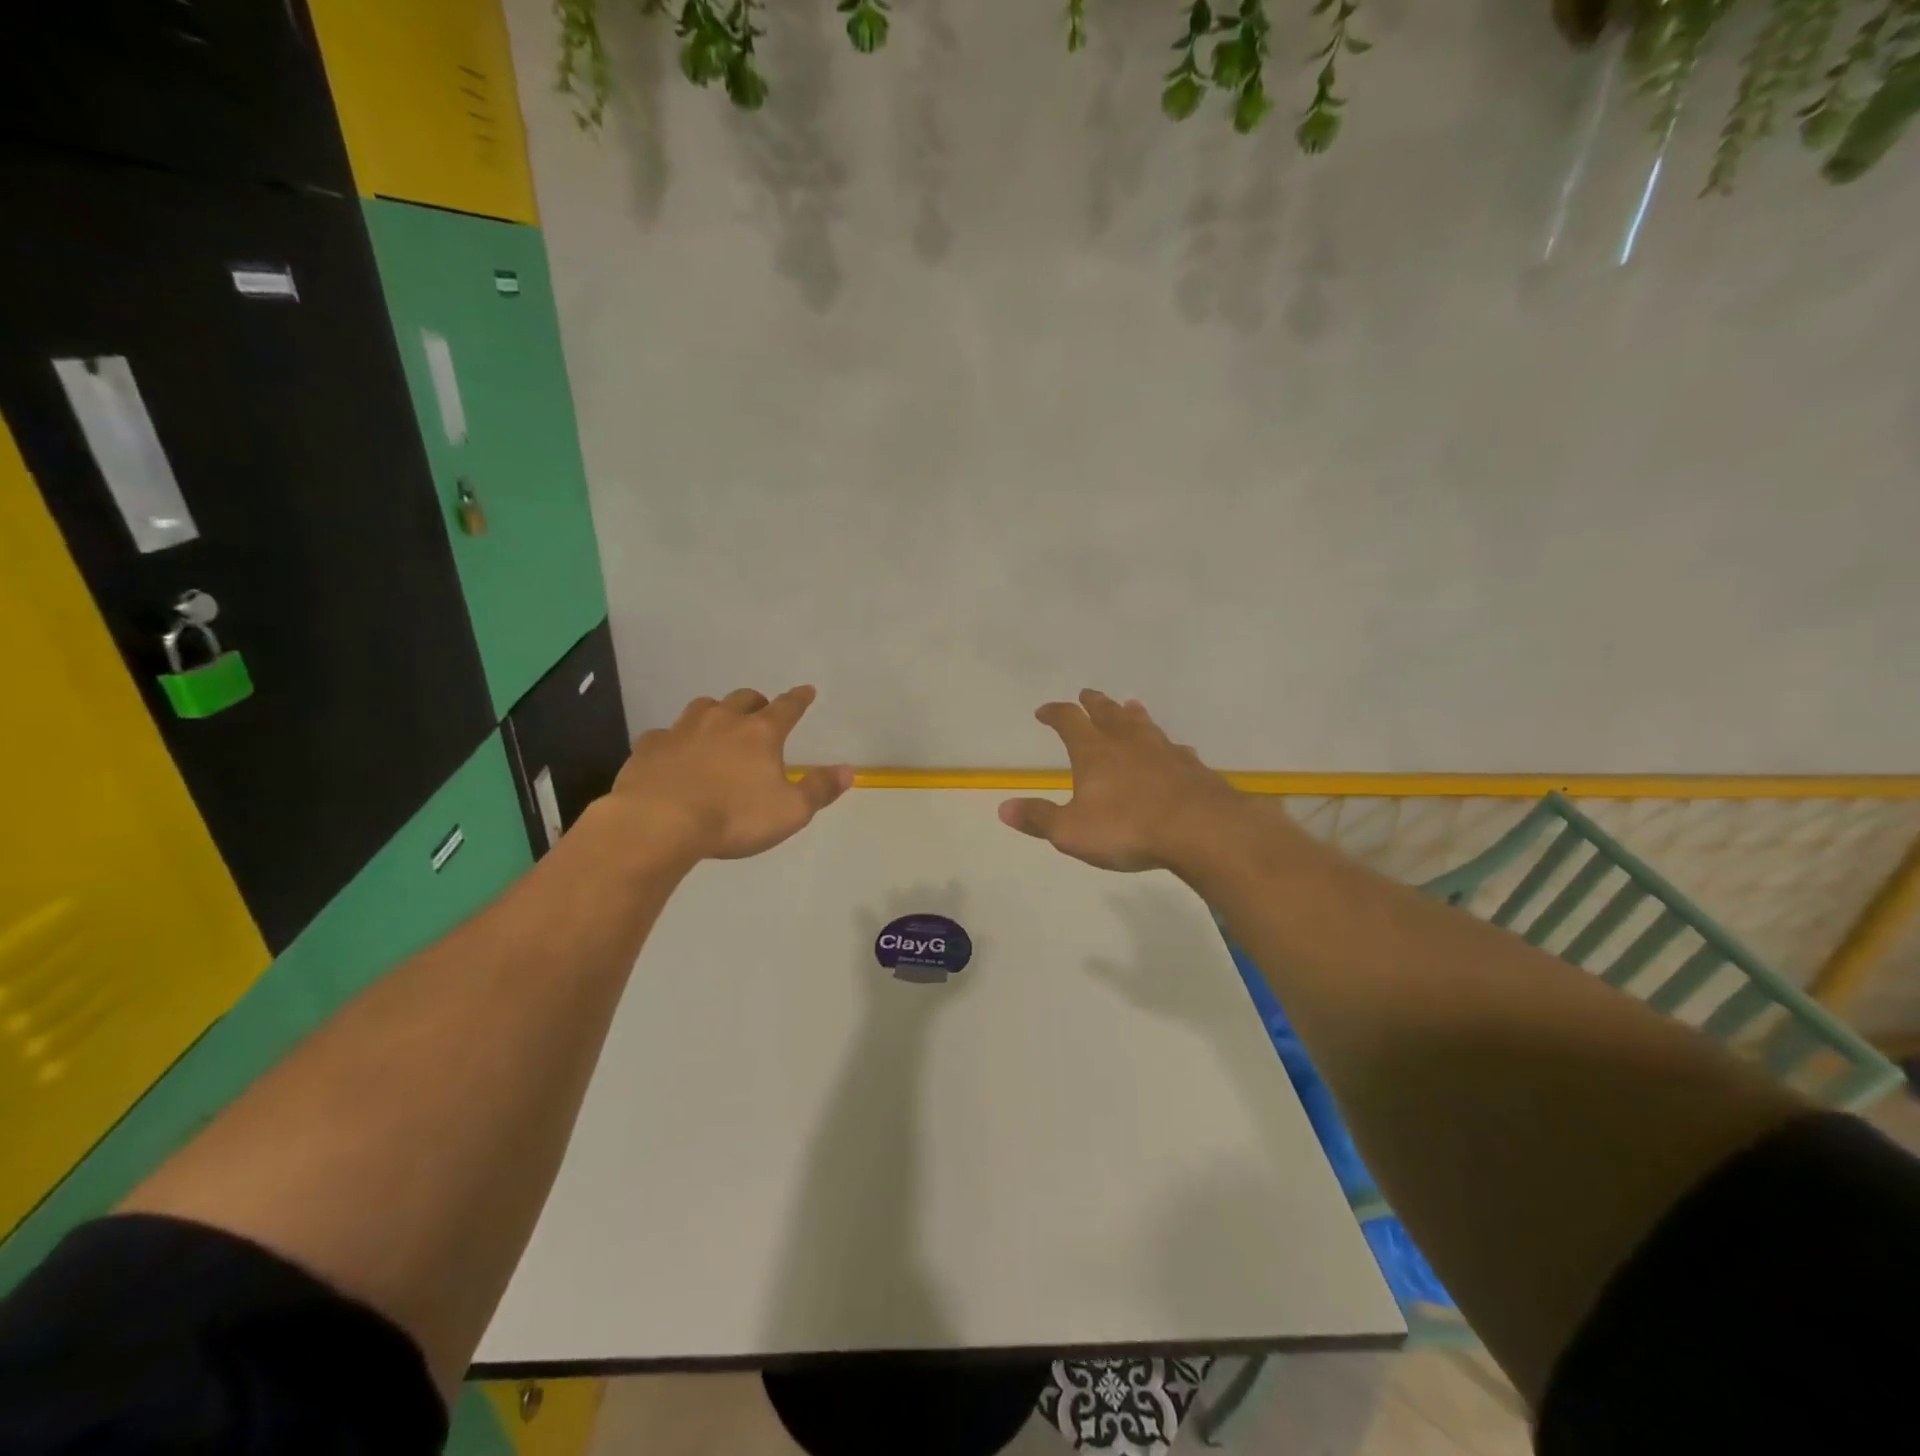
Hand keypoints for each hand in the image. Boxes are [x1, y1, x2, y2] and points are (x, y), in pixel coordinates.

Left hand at [607, 686, 852, 861]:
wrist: (659, 823)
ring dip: (715, 712)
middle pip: (743, 699)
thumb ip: (819, 789)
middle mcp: (722, 721)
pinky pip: (665, 734)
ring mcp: (682, 730)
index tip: (807, 690)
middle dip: (756, 702)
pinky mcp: (650, 747)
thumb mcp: (790, 812)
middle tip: (761, 712)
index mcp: (760, 733)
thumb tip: (848, 770)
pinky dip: (675, 739)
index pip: (787, 708)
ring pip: (703, 707)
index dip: (799, 699)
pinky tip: (674, 752)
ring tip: (718, 725)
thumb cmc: (734, 817)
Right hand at [999, 690, 1260, 874]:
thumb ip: (1039, 818)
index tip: (1044, 711)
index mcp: (1094, 752)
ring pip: (1143, 724)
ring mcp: (1163, 750)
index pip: (1069, 721)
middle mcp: (1127, 742)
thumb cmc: (1127, 828)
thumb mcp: (1071, 831)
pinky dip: (1166, 745)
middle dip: (1094, 703)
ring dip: (1132, 714)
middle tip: (1087, 695)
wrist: (1200, 829)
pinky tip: (1172, 750)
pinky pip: (1174, 748)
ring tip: (1129, 706)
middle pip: (1107, 713)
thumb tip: (1004, 807)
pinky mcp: (1191, 766)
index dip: (1055, 713)